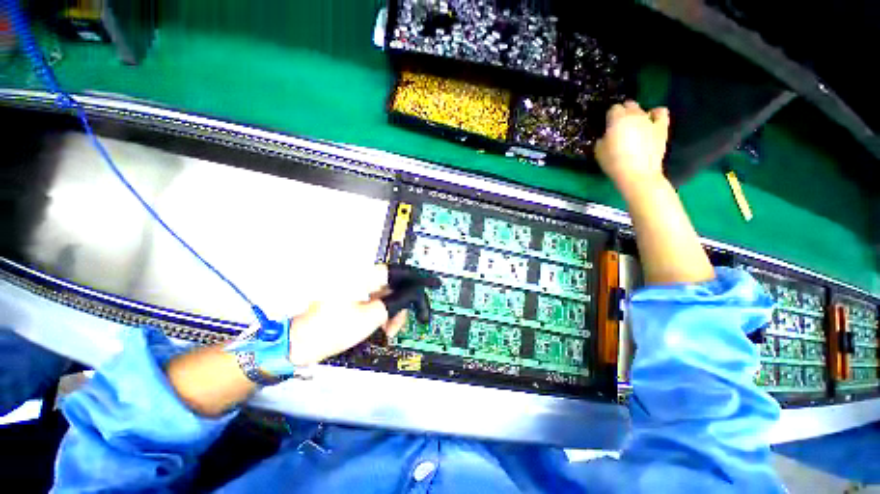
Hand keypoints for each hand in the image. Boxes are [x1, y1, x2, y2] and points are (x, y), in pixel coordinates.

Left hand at [286, 264, 439, 364]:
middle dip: (402, 304)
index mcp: (362, 276)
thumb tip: (411, 295)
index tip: (432, 284)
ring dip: (393, 311)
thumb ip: (395, 302)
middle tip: (400, 325)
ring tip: (389, 331)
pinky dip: (383, 312)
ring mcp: (356, 288)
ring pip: (386, 295)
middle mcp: (360, 277)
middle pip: (393, 285)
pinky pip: (377, 300)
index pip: (397, 272)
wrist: (298, 344)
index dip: (416, 278)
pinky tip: (383, 326)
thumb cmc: (332, 330)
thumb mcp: (370, 317)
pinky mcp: (353, 297)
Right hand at [594, 101, 669, 197]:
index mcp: (617, 119)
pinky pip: (660, 113)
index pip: (612, 109)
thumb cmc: (614, 163)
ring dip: (637, 114)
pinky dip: (655, 114)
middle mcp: (634, 115)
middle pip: (628, 105)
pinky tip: (651, 119)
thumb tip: (606, 135)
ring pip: (642, 109)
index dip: (609, 117)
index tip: (606, 126)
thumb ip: (601, 139)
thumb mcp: (598, 151)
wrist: (637, 174)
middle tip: (618, 126)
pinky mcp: (661, 127)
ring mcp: (649, 120)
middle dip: (623, 112)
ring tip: (633, 126)